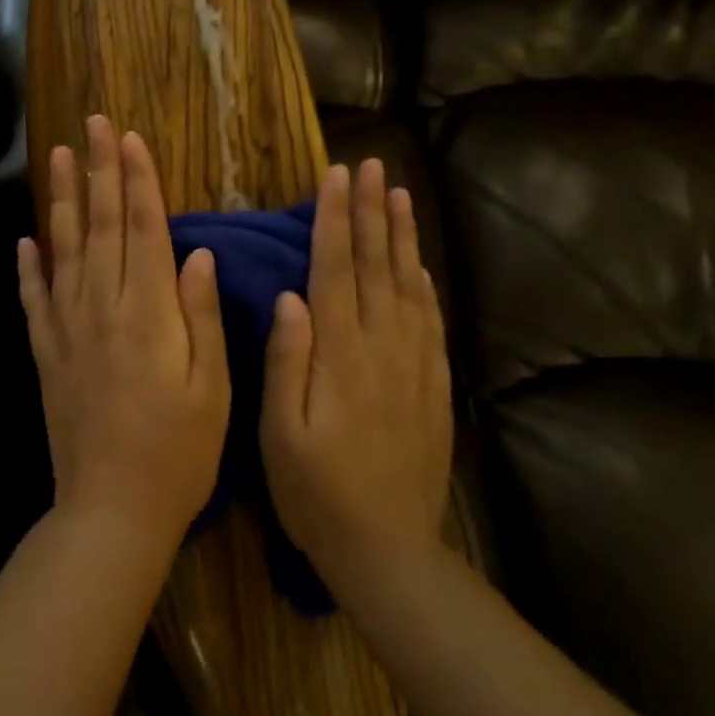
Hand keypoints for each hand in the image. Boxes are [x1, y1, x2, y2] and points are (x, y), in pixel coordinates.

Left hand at [18, 116, 231, 549]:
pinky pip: (34, 299)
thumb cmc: (179, 451)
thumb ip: (202, 314)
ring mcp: (67, 329)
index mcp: (148, 312)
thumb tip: (198, 252)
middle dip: (99, 170)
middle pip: (99, 225)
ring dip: (61, 200)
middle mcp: (102, 308)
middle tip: (93, 124)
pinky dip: (28, 266)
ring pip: (63, 249)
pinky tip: (25, 240)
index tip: (131, 137)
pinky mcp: (46, 354)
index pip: (142, 228)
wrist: (112, 510)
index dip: (137, 180)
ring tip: (58, 157)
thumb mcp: (213, 386)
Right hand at [260, 160, 453, 591]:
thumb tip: (291, 296)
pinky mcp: (434, 386)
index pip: (337, 269)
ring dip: (402, 236)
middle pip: (377, 265)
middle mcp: (383, 347)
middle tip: (372, 165)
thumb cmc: (317, 492)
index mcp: (341, 354)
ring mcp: (415, 365)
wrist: (388, 550)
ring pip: (408, 284)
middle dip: (371, 211)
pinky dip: (425, 283)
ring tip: (399, 193)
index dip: (336, 219)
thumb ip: (287, 361)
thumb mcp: (280, 433)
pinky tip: (419, 263)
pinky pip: (431, 321)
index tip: (337, 176)